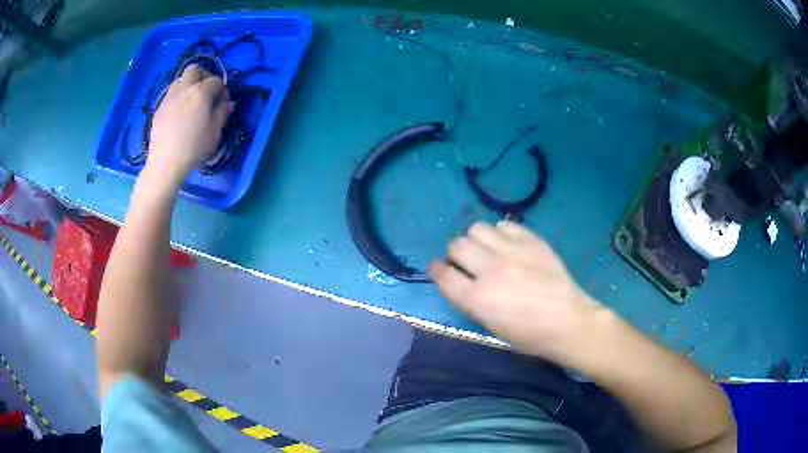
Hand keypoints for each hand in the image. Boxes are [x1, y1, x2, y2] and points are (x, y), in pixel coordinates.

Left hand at [146, 64, 233, 182]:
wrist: (165, 163)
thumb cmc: (194, 147)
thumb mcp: (215, 132)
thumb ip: (222, 113)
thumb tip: (228, 104)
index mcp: (200, 92)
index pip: (216, 80)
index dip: (223, 89)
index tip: (224, 103)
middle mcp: (184, 89)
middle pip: (194, 70)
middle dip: (203, 76)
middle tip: (207, 92)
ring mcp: (169, 98)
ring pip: (179, 80)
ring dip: (188, 86)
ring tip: (192, 103)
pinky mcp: (159, 109)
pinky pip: (170, 96)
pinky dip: (178, 99)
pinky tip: (179, 116)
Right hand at [429, 221, 603, 365]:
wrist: (568, 321)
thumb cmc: (529, 334)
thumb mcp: (491, 326)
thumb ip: (471, 300)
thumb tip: (460, 279)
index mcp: (478, 299)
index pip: (443, 274)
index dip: (438, 270)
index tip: (440, 269)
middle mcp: (491, 270)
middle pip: (457, 245)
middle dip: (456, 254)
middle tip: (468, 262)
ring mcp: (512, 252)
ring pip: (478, 229)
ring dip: (477, 240)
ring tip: (488, 250)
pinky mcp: (531, 241)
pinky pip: (504, 225)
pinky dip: (500, 233)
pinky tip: (508, 245)